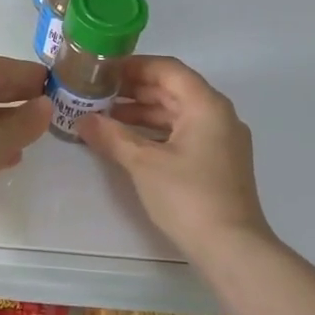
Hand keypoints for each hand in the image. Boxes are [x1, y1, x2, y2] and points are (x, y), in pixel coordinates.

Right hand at [79, 55, 272, 253]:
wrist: (232, 249)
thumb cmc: (188, 196)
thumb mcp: (143, 163)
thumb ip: (111, 136)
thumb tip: (82, 120)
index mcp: (206, 105)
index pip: (167, 69)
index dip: (133, 65)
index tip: (102, 70)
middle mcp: (218, 115)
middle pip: (173, 89)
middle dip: (134, 89)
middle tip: (97, 92)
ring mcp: (221, 140)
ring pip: (176, 112)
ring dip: (142, 111)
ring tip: (104, 116)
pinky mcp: (217, 162)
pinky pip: (182, 132)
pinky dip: (155, 131)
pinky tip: (128, 141)